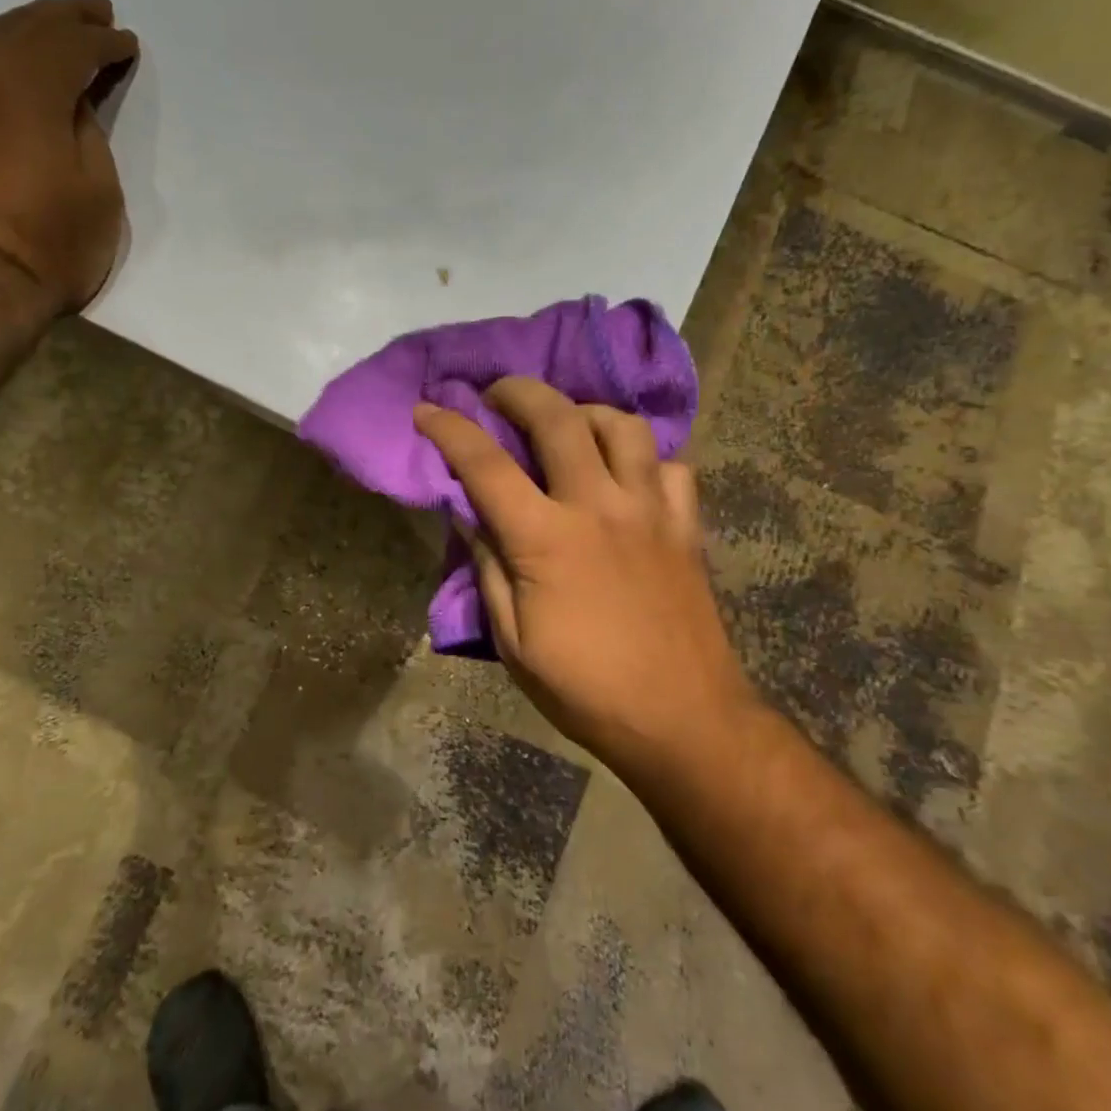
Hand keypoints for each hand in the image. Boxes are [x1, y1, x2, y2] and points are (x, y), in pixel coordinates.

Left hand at [0, 0, 138, 313]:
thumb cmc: (51, 243)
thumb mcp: (98, 192)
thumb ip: (88, 135)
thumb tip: (71, 105)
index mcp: (31, 86)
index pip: (73, 48)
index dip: (104, 43)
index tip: (127, 42)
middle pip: (25, 29)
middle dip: (64, 18)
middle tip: (94, 11)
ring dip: (25, 29)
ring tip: (53, 28)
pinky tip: (8, 65)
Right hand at [414, 377, 756, 770]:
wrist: (682, 718)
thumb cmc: (586, 689)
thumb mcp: (513, 642)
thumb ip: (489, 569)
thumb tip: (471, 518)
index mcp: (546, 539)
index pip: (485, 465)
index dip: (448, 429)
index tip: (425, 409)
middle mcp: (599, 507)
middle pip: (557, 417)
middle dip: (517, 392)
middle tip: (496, 396)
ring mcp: (650, 510)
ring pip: (622, 426)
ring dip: (585, 412)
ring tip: (566, 425)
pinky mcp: (686, 525)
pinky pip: (670, 466)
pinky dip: (642, 458)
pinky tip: (626, 475)